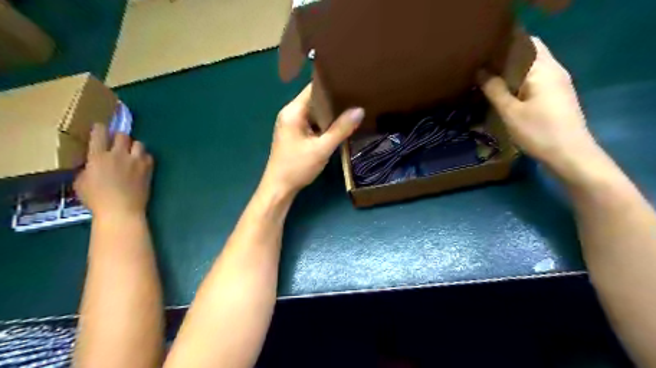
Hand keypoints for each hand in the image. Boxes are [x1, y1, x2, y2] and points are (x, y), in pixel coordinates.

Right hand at [75, 124, 153, 218]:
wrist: (122, 210)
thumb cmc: (97, 200)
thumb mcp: (81, 183)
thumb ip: (87, 169)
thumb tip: (92, 164)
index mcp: (97, 157)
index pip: (99, 134)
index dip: (100, 128)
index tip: (101, 128)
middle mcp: (118, 155)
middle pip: (122, 135)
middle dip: (119, 137)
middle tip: (117, 143)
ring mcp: (135, 161)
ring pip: (138, 143)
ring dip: (134, 146)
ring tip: (131, 153)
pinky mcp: (148, 168)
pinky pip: (149, 156)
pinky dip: (145, 157)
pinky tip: (141, 163)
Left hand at [261, 85, 363, 196]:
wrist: (279, 188)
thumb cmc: (297, 167)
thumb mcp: (322, 148)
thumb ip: (341, 129)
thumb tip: (360, 110)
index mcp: (293, 111)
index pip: (313, 88)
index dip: (332, 84)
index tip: (351, 83)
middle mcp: (290, 113)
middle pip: (314, 99)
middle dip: (334, 99)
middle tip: (356, 96)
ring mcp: (292, 124)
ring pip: (314, 112)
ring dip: (330, 112)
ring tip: (351, 108)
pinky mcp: (295, 134)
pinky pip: (312, 122)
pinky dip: (324, 123)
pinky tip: (338, 125)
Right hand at [481, 36, 591, 167]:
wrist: (570, 155)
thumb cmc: (539, 131)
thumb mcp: (511, 112)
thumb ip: (495, 90)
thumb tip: (481, 71)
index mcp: (544, 69)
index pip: (526, 44)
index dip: (505, 46)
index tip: (484, 55)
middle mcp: (554, 71)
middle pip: (530, 55)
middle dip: (507, 60)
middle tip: (483, 70)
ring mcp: (558, 84)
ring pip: (533, 69)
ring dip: (512, 73)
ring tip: (490, 82)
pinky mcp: (557, 97)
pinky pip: (536, 81)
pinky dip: (520, 83)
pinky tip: (506, 95)